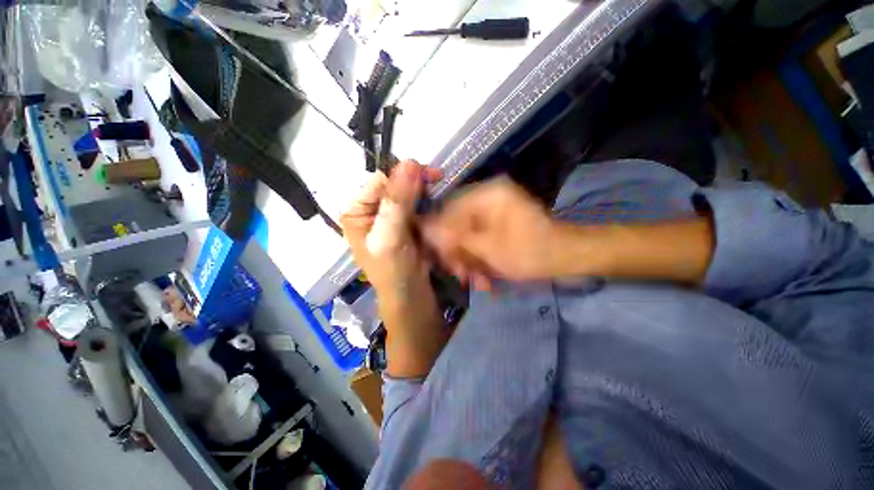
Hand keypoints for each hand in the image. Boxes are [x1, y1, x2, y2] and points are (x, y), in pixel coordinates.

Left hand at [340, 161, 441, 294]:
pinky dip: (427, 198)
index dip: (403, 176)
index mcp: (357, 211)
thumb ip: (398, 201)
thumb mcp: (390, 236)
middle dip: (415, 180)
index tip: (429, 176)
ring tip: (438, 186)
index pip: (380, 181)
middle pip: (393, 183)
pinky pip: (416, 202)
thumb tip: (409, 161)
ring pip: (406, 191)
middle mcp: (370, 209)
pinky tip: (436, 198)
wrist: (410, 294)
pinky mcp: (405, 221)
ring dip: (422, 188)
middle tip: (437, 178)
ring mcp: (389, 215)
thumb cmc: (393, 270)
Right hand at [422, 177, 557, 289]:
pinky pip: (480, 238)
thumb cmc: (529, 251)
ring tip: (476, 281)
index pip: (447, 209)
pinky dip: (480, 257)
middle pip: (457, 223)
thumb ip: (454, 238)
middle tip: (460, 275)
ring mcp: (495, 210)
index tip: (437, 259)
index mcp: (486, 194)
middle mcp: (488, 197)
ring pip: (468, 234)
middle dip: (457, 252)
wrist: (567, 257)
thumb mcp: (488, 248)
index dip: (439, 235)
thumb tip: (424, 229)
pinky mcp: (499, 223)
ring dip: (469, 259)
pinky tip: (484, 277)